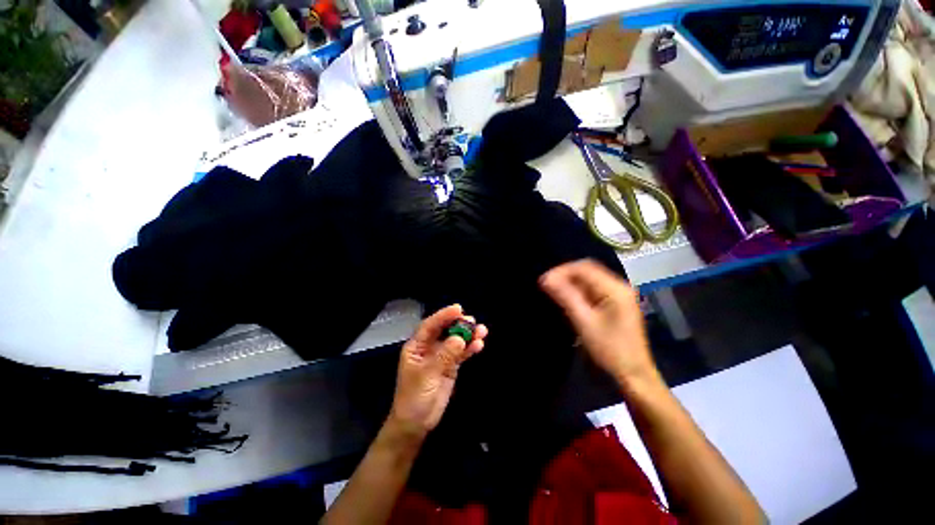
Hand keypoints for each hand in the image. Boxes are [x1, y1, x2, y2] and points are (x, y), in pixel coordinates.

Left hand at [388, 305, 487, 438]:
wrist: (416, 424)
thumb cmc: (414, 397)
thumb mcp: (427, 375)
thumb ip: (444, 356)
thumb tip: (459, 338)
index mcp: (417, 346)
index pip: (430, 325)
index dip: (443, 316)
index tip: (458, 309)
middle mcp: (429, 348)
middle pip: (445, 330)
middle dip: (459, 324)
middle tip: (473, 321)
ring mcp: (441, 356)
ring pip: (455, 341)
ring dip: (468, 335)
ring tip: (482, 331)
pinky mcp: (450, 366)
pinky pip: (461, 354)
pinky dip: (469, 349)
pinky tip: (479, 345)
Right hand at [539, 260, 658, 386]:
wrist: (633, 375)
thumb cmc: (610, 350)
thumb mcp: (584, 322)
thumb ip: (565, 297)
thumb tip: (546, 279)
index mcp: (615, 288)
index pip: (584, 268)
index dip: (561, 271)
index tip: (544, 281)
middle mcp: (618, 286)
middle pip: (587, 271)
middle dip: (565, 276)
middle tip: (547, 286)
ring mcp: (618, 295)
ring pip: (589, 280)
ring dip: (570, 284)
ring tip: (553, 292)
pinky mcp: (615, 304)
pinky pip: (592, 290)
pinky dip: (578, 292)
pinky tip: (568, 300)